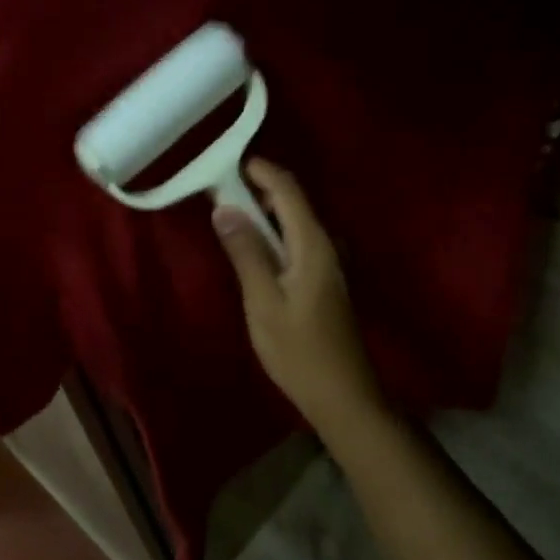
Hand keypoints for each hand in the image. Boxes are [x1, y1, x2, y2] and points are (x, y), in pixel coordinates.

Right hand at [213, 159, 387, 434]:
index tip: (225, 164)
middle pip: (293, 200)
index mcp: (313, 243)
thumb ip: (246, 252)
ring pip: (294, 220)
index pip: (287, 188)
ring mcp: (328, 261)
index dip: (259, 170)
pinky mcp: (324, 278)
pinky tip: (252, 248)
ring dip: (263, 212)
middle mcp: (326, 243)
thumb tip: (224, 208)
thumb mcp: (264, 301)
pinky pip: (296, 240)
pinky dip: (273, 233)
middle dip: (257, 189)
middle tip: (217, 192)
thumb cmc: (299, 350)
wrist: (343, 395)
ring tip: (228, 216)